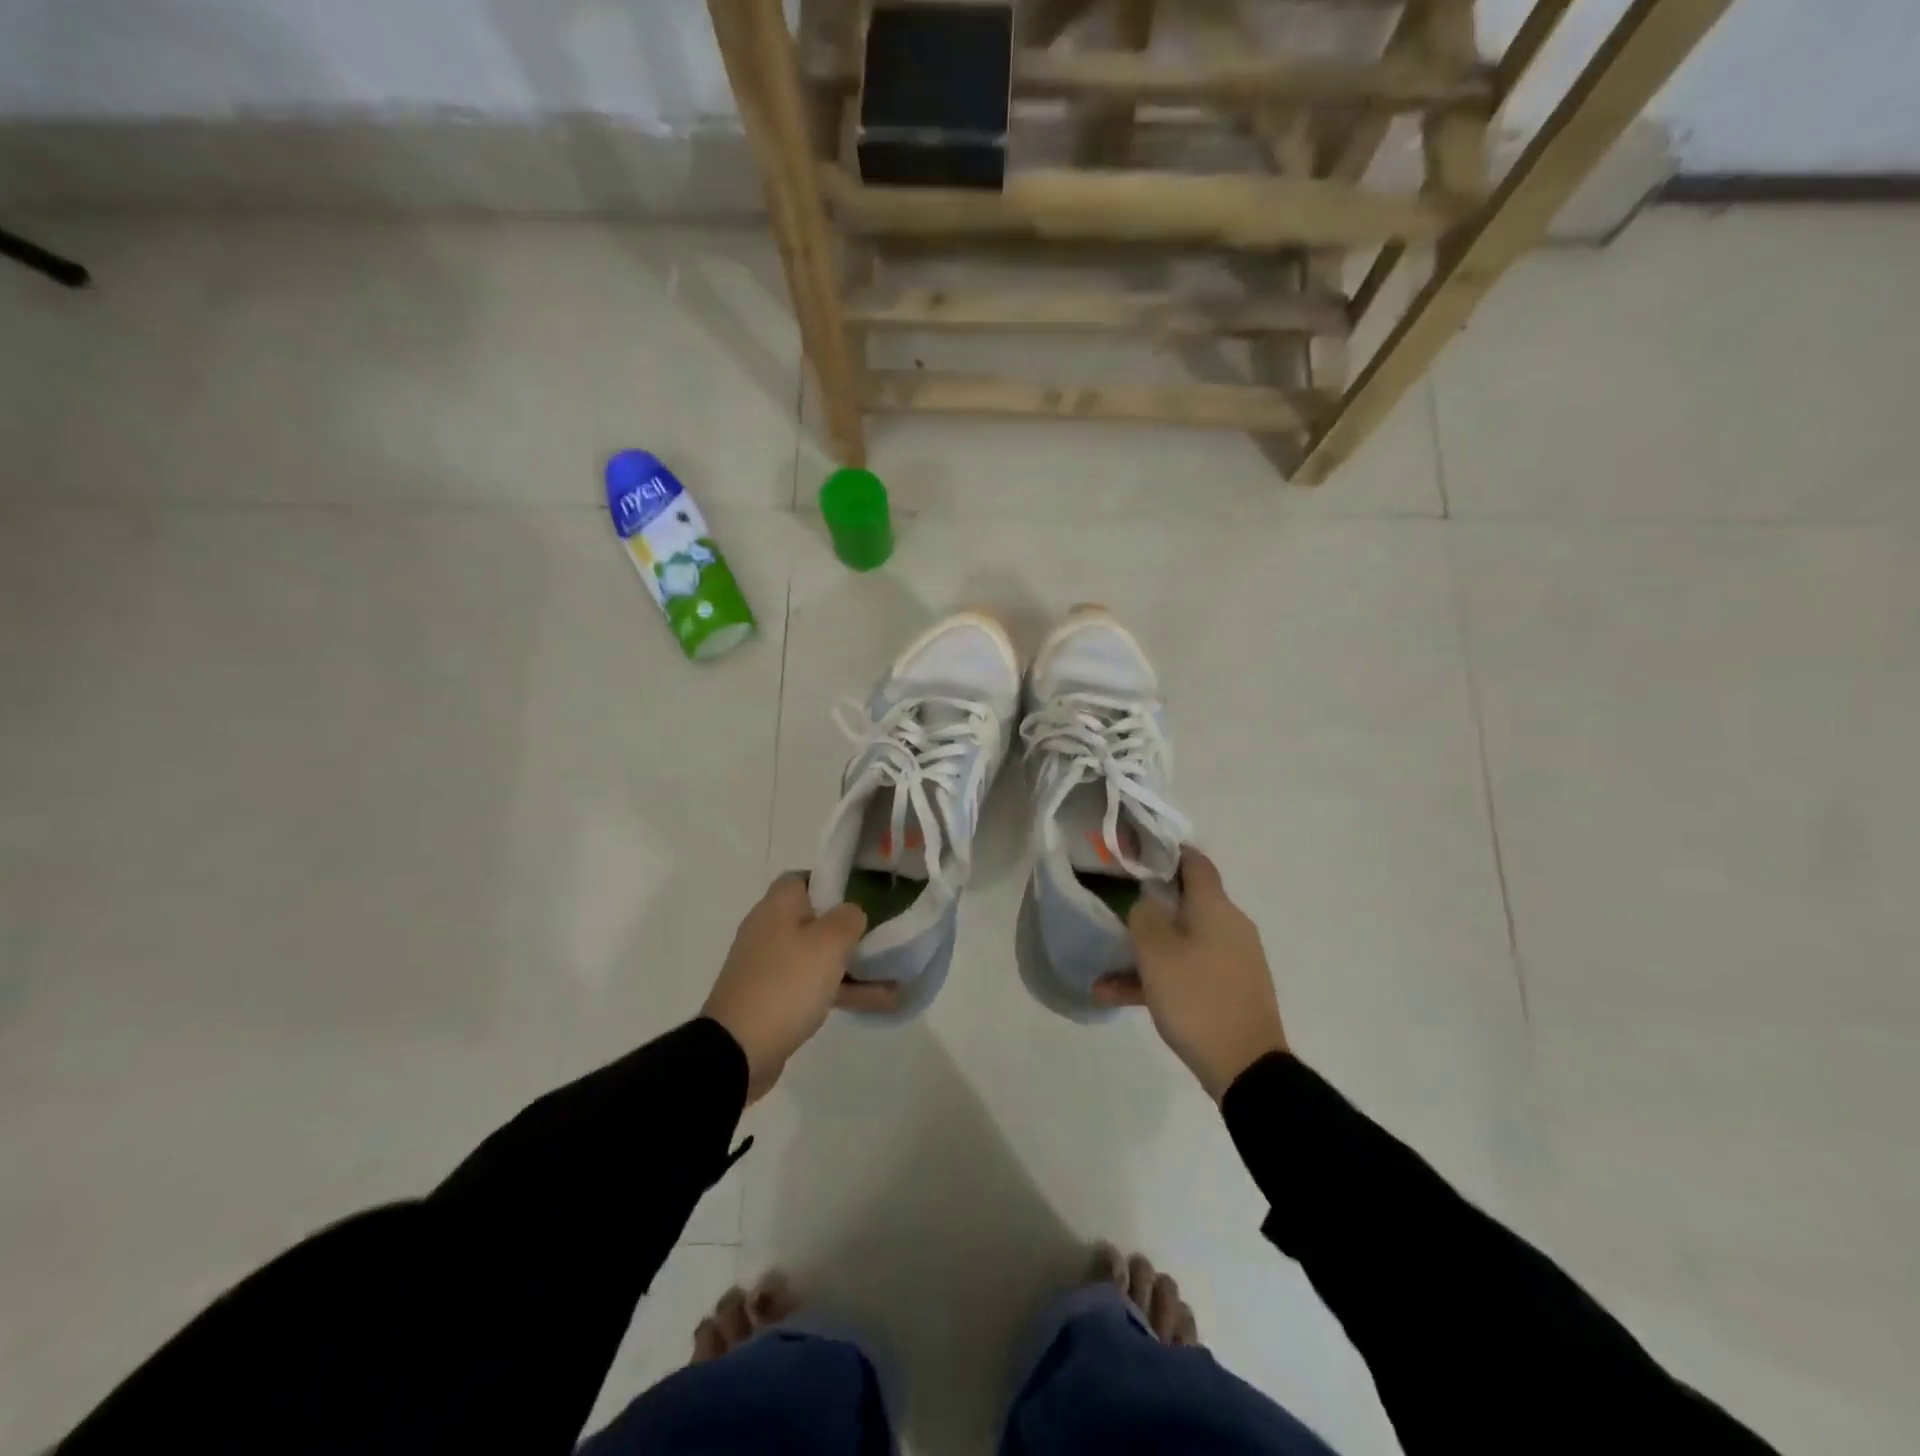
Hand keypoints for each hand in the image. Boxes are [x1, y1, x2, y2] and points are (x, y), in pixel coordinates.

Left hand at [702, 873, 867, 1103]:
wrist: (738, 1050)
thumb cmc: (786, 984)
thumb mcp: (827, 943)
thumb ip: (848, 918)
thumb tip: (851, 912)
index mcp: (777, 908)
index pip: (802, 878)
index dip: (831, 882)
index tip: (862, 895)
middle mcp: (770, 931)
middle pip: (814, 918)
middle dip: (849, 927)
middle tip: (882, 934)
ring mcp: (770, 967)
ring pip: (818, 956)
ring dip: (853, 964)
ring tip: (895, 973)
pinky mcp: (774, 999)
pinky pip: (814, 986)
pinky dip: (843, 990)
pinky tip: (881, 1002)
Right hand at [1094, 848, 1288, 1101]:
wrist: (1246, 1068)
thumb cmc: (1197, 998)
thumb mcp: (1157, 953)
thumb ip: (1144, 916)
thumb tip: (1146, 900)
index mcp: (1216, 909)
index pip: (1195, 863)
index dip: (1165, 853)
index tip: (1134, 854)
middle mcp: (1229, 927)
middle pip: (1184, 903)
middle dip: (1147, 906)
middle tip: (1112, 908)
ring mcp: (1231, 960)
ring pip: (1180, 942)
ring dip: (1144, 951)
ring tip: (1103, 970)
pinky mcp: (1228, 990)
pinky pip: (1187, 972)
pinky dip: (1157, 978)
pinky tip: (1115, 996)